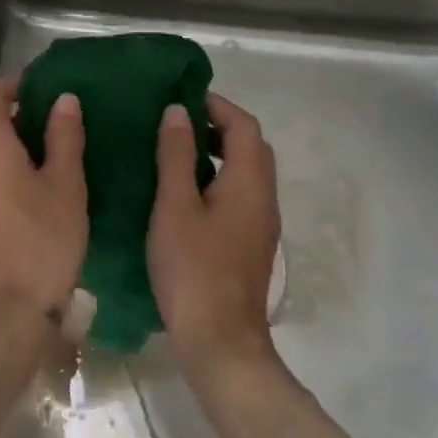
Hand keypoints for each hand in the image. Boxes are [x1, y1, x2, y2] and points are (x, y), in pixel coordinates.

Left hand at [0, 76, 86, 332]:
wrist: (5, 313)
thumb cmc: (41, 241)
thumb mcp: (65, 185)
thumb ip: (64, 138)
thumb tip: (63, 100)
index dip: (14, 83)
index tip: (45, 91)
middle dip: (21, 118)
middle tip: (62, 128)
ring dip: (16, 149)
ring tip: (57, 162)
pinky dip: (8, 176)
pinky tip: (40, 197)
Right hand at [148, 93, 282, 375]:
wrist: (220, 339)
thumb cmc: (192, 267)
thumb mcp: (174, 205)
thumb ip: (177, 156)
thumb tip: (178, 112)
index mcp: (250, 182)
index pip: (244, 126)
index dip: (216, 106)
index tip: (181, 98)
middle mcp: (264, 198)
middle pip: (251, 147)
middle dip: (218, 127)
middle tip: (176, 123)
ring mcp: (261, 225)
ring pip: (246, 173)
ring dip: (217, 154)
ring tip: (174, 152)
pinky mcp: (250, 245)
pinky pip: (239, 196)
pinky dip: (217, 180)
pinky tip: (184, 194)